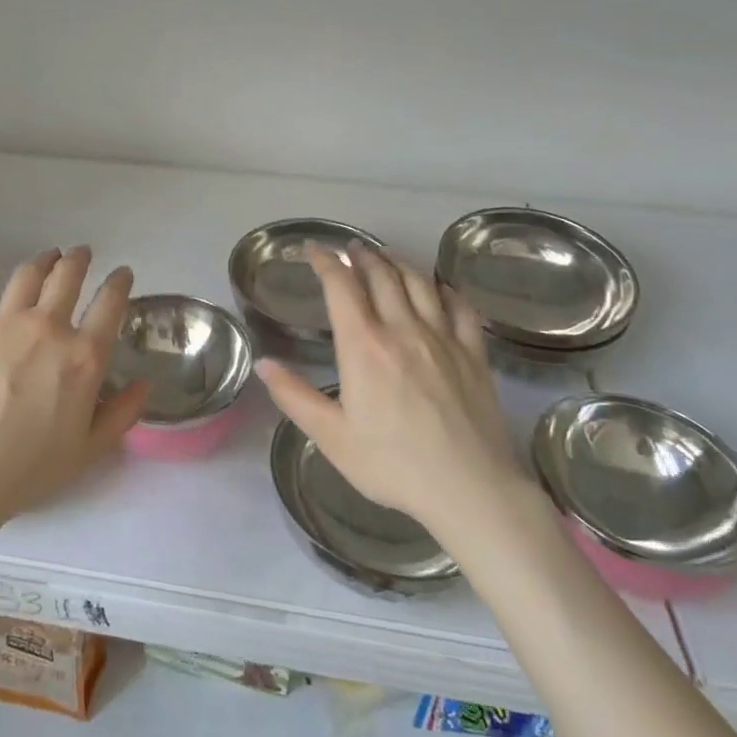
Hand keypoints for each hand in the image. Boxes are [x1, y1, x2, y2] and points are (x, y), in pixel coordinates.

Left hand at [0, 246, 147, 522]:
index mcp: (84, 356)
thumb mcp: (91, 448)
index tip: (121, 274)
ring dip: (42, 260)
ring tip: (47, 257)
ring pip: (27, 275)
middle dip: (79, 259)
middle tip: (81, 254)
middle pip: (68, 276)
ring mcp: (3, 323)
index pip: (110, 303)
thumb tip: (143, 385)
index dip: (119, 282)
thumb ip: (122, 414)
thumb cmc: (32, 468)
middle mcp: (48, 328)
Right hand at [256, 246, 522, 536]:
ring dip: (399, 263)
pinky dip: (445, 289)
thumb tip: (263, 363)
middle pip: (382, 275)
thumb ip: (294, 396)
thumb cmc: (392, 464)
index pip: (341, 286)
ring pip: (420, 283)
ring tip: (387, 258)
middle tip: (351, 249)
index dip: (326, 262)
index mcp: (363, 346)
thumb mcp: (331, 437)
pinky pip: (460, 307)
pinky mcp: (473, 353)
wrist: (469, 488)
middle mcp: (403, 329)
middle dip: (362, 256)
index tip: (314, 250)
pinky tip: (439, 288)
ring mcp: (443, 338)